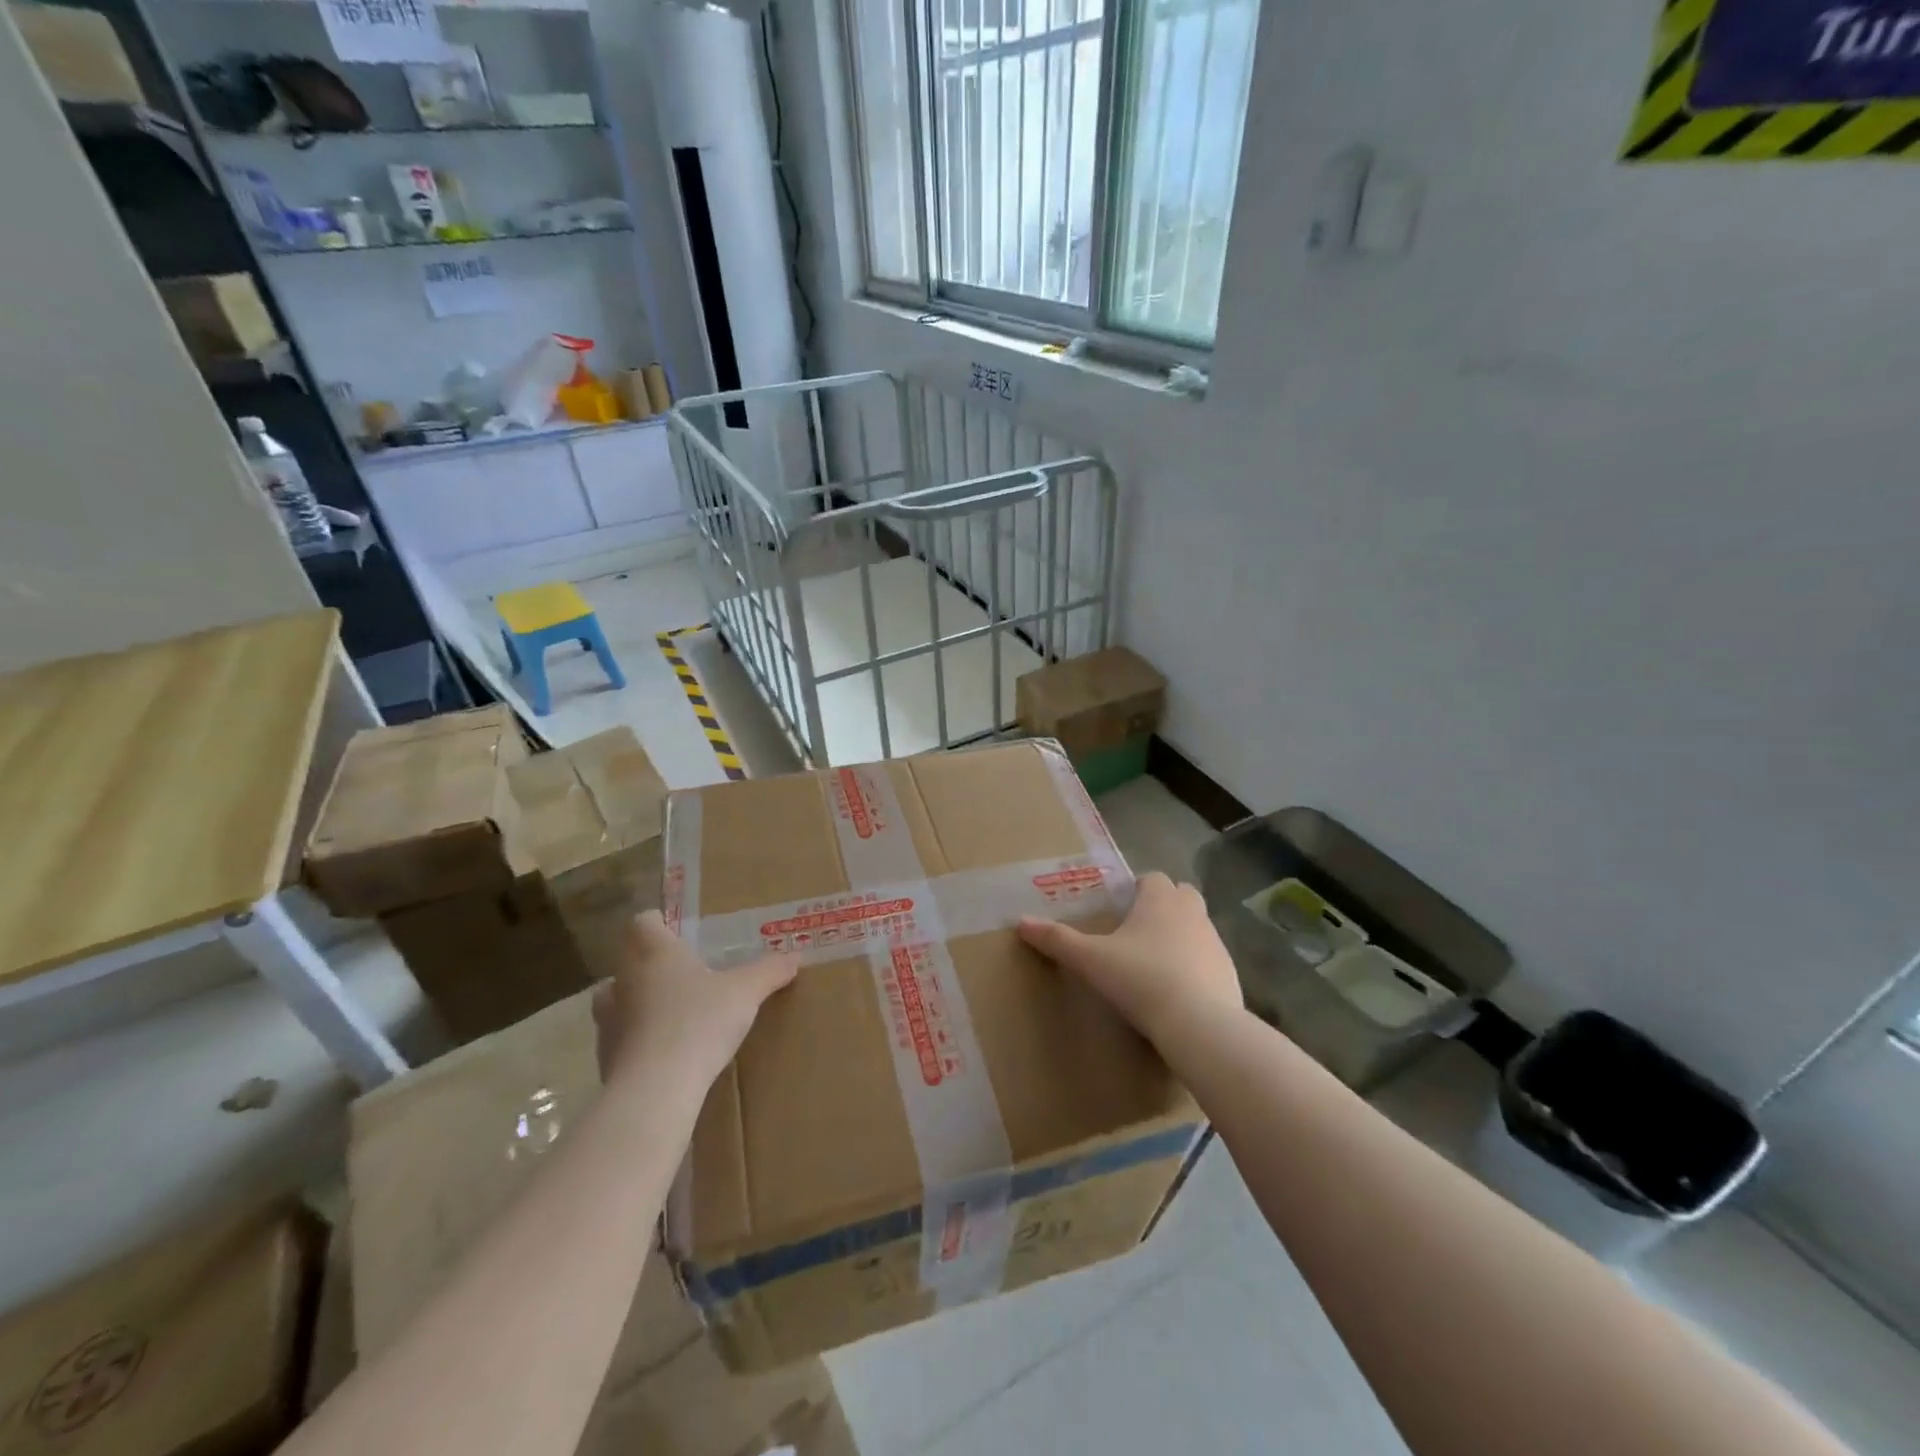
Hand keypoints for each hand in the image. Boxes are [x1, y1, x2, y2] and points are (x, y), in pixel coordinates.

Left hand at [593, 911, 796, 1088]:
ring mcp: (608, 1021)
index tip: (681, 934)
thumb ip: (769, 971)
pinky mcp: (605, 1058)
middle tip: (687, 975)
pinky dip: (640, 1041)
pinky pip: (622, 1039)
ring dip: (641, 1003)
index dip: (660, 924)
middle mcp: (623, 979)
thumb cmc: (699, 1022)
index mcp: (653, 952)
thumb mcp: (746, 992)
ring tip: (675, 1014)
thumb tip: (795, 956)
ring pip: (619, 1000)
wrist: (655, 1091)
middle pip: (629, 960)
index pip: (642, 922)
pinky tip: (667, 1054)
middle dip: (653, 965)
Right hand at [1018, 871, 1242, 1054]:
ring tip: (1156, 964)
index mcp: (1160, 900)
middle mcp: (1192, 912)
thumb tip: (1020, 922)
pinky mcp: (1230, 973)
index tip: (1122, 909)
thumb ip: (1057, 940)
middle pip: (1181, 896)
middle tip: (1138, 932)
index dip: (1138, 889)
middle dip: (1164, 906)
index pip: (1153, 878)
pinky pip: (1210, 960)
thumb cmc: (1140, 979)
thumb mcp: (1091, 960)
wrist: (1198, 1024)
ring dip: (1181, 936)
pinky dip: (1196, 967)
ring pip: (1197, 927)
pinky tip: (1178, 992)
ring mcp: (1215, 943)